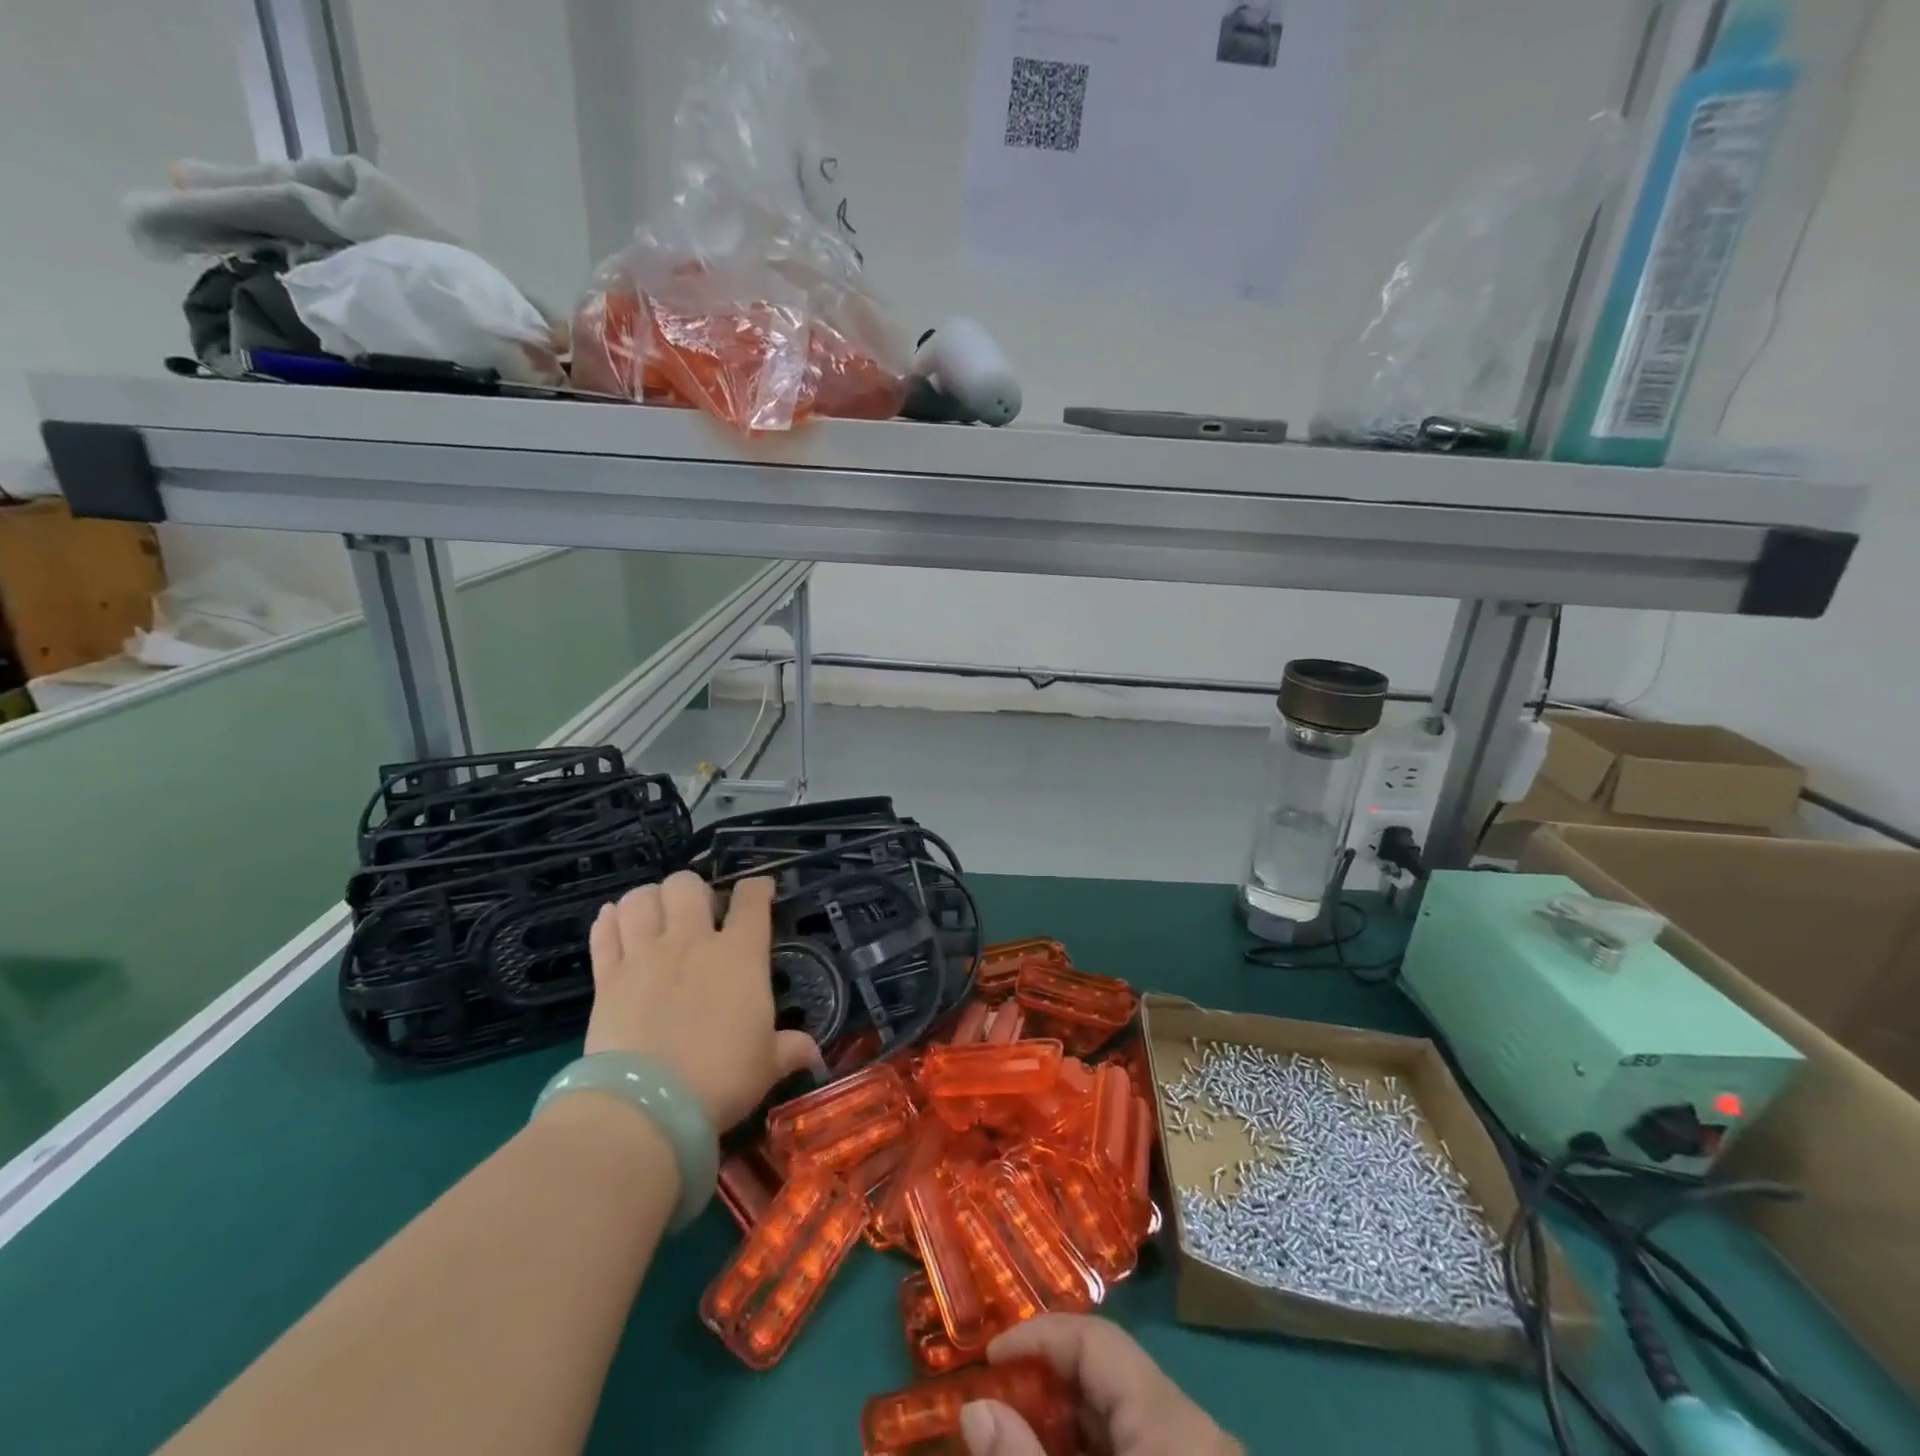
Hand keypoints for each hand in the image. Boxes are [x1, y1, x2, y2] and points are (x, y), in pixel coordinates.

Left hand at [586, 872, 821, 1131]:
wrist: (648, 1105)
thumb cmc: (721, 1078)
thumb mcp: (766, 1065)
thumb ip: (789, 1049)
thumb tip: (813, 1052)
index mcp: (740, 954)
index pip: (752, 900)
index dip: (757, 888)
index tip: (759, 891)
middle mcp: (691, 942)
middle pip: (687, 885)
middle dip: (694, 890)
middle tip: (699, 913)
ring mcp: (645, 956)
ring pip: (641, 899)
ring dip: (650, 899)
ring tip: (655, 913)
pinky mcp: (607, 977)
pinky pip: (604, 932)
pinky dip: (609, 920)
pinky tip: (615, 921)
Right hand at [960, 1315, 1241, 1455]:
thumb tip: (975, 1410)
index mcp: (1172, 1422)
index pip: (1096, 1340)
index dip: (1039, 1337)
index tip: (987, 1361)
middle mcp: (1194, 1432)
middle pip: (1109, 1377)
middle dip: (1046, 1386)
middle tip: (993, 1409)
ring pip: (1121, 1420)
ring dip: (1066, 1426)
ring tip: (1017, 1442)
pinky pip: (1140, 1452)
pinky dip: (1095, 1455)